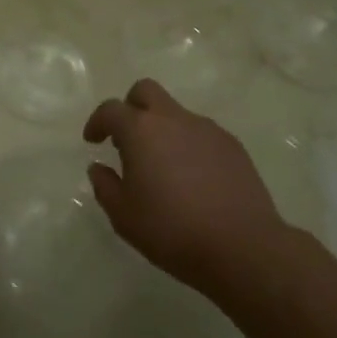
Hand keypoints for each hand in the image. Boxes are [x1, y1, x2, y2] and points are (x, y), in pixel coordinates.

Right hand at [84, 79, 287, 297]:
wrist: (242, 246)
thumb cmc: (172, 230)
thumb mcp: (124, 216)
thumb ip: (105, 186)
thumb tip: (99, 168)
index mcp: (141, 130)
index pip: (111, 109)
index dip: (97, 121)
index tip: (93, 140)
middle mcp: (173, 119)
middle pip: (146, 91)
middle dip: (131, 106)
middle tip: (126, 138)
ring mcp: (207, 129)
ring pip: (176, 113)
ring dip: (162, 129)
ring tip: (163, 167)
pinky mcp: (233, 145)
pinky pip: (201, 134)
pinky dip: (189, 145)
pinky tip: (193, 178)